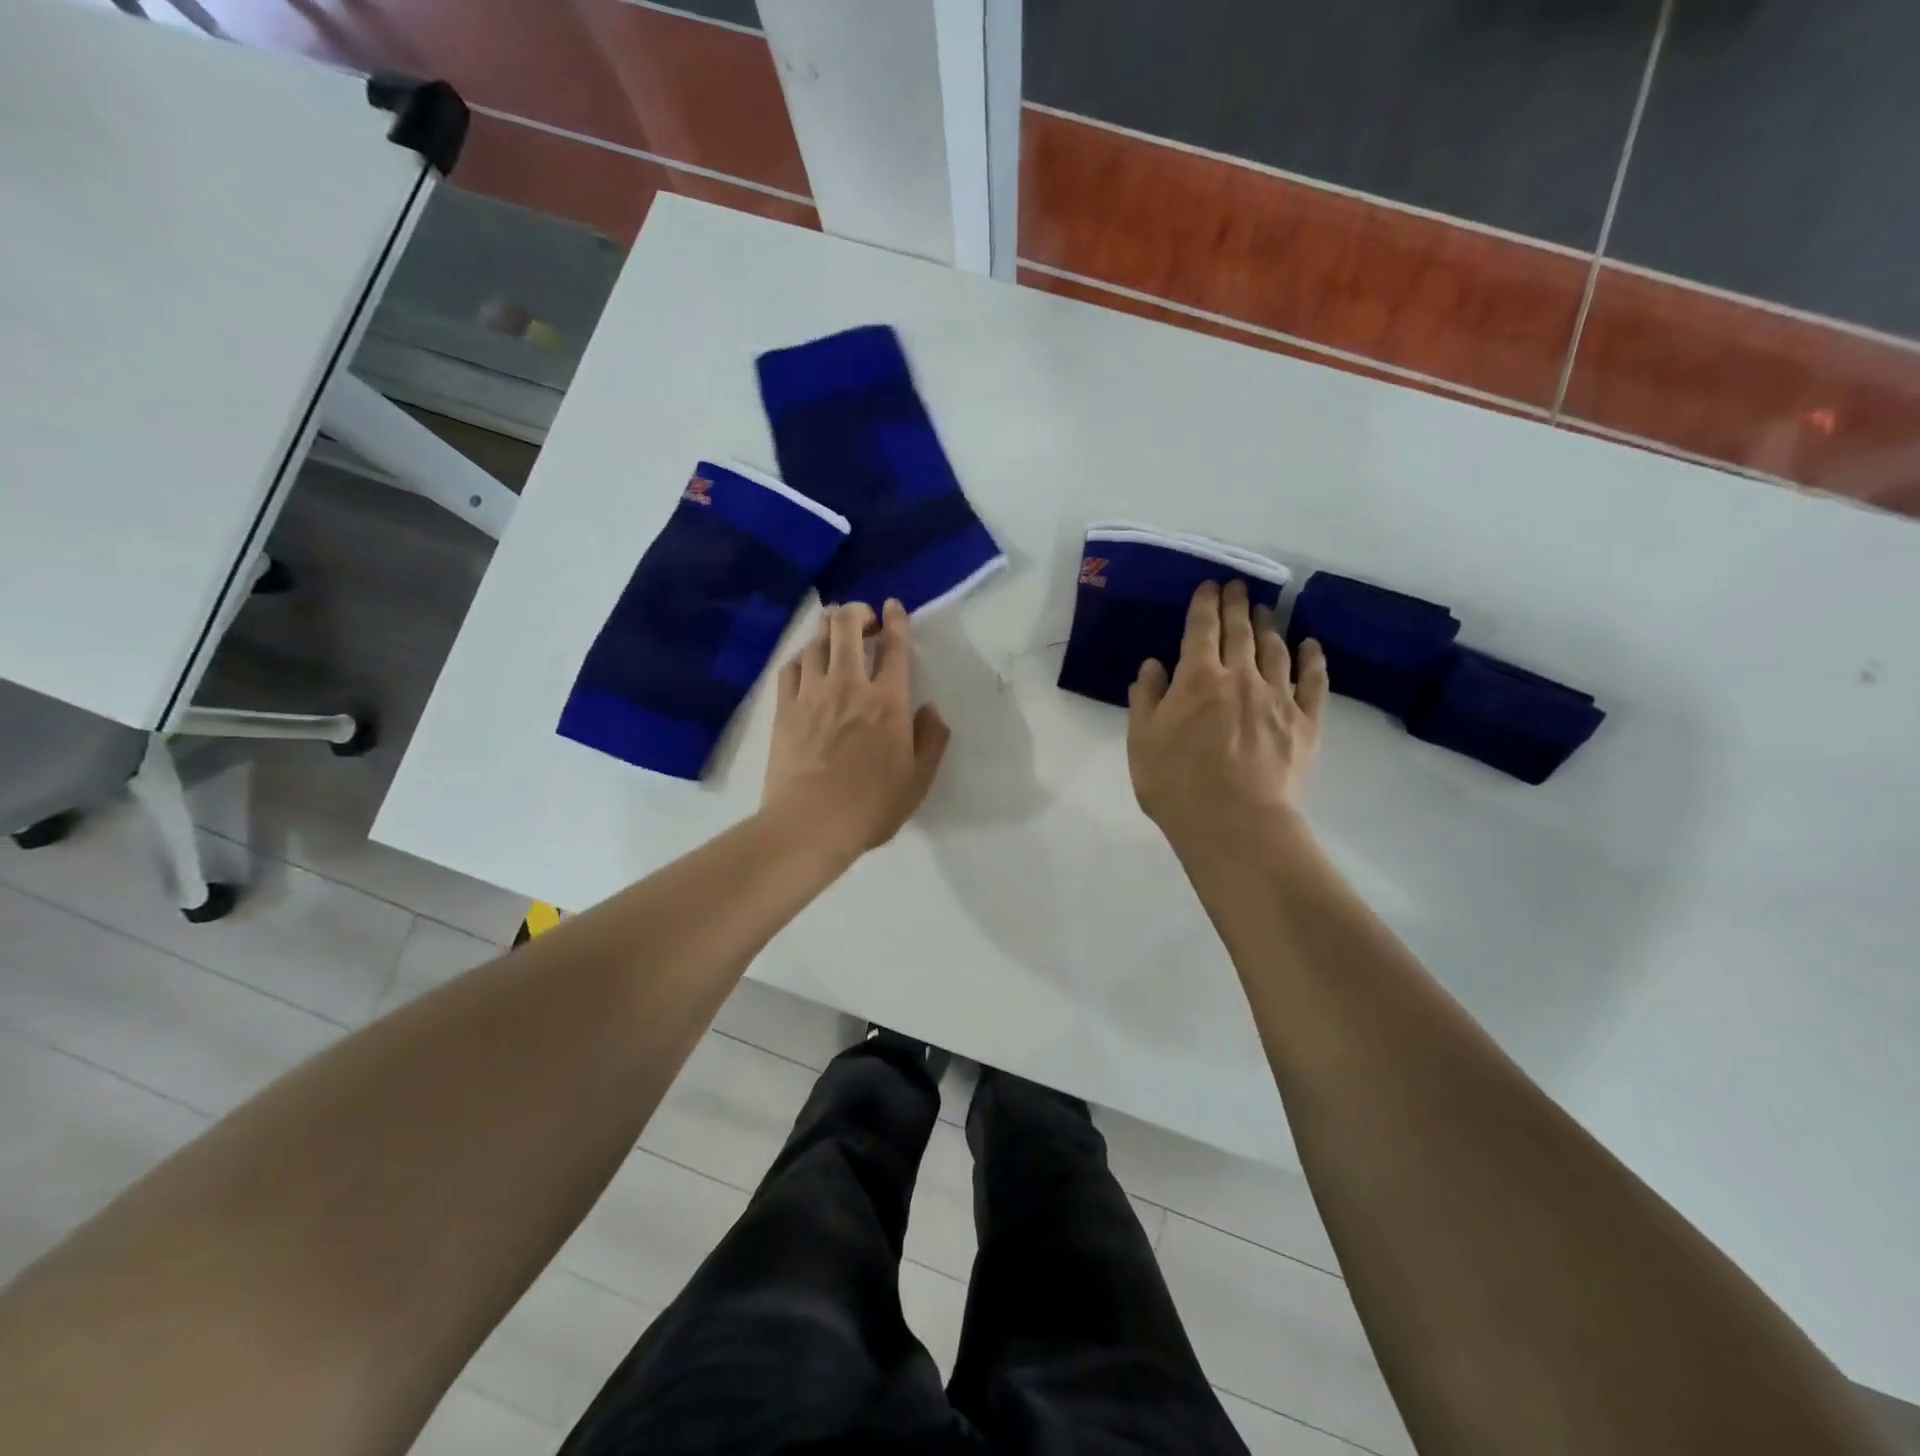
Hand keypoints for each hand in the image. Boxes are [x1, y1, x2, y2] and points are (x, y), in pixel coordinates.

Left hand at [762, 599, 950, 858]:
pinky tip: (806, 661)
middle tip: (864, 619)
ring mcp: (812, 694)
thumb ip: (931, 739)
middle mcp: (849, 685)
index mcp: (887, 701)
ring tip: (834, 630)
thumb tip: (930, 708)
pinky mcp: (784, 708)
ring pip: (816, 641)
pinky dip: (801, 655)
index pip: (894, 646)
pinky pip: (790, 666)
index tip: (894, 607)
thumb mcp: (919, 779)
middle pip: (847, 627)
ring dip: (828, 628)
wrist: (811, 823)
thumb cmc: (871, 805)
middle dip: (857, 612)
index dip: (896, 619)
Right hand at [1127, 580, 1328, 850]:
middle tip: (1238, 587)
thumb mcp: (1141, 742)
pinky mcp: (1305, 722)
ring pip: (1276, 649)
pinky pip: (1313, 681)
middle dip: (1237, 604)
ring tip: (1266, 610)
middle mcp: (1241, 677)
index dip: (1205, 604)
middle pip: (1241, 631)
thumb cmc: (1177, 785)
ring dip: (1270, 625)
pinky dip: (1312, 659)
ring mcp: (1278, 697)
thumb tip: (1153, 666)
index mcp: (1198, 679)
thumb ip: (1146, 699)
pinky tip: (1310, 645)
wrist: (1236, 824)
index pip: (1202, 629)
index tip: (1209, 586)